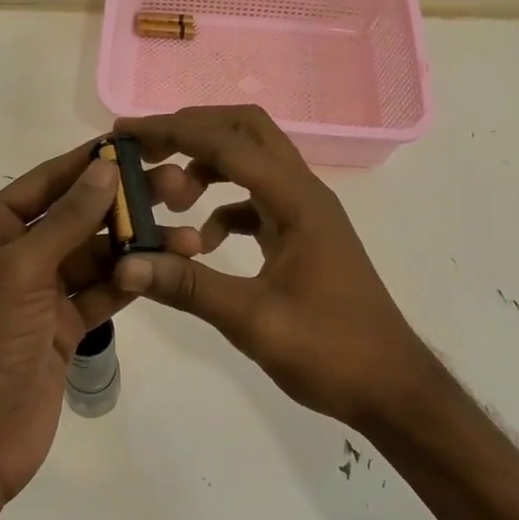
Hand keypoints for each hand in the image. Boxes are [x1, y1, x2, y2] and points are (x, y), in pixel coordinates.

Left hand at [0, 142, 200, 507]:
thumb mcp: (21, 271)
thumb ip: (67, 219)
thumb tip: (105, 167)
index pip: (43, 184)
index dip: (87, 162)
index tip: (136, 144)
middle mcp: (10, 255)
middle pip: (73, 217)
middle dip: (122, 204)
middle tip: (177, 188)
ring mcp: (37, 293)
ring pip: (93, 256)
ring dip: (135, 245)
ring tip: (186, 235)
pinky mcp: (61, 327)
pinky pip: (100, 291)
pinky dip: (130, 279)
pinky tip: (168, 265)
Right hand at [112, 106, 427, 426]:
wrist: (392, 388)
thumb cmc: (331, 352)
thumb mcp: (253, 321)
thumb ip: (189, 287)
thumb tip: (126, 264)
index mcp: (297, 201)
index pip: (229, 143)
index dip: (175, 131)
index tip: (128, 132)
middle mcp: (303, 193)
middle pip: (247, 131)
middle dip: (193, 131)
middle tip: (146, 150)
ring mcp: (305, 213)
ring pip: (252, 162)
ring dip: (207, 167)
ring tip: (168, 199)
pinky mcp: (302, 235)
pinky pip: (256, 200)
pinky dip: (223, 207)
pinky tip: (202, 243)